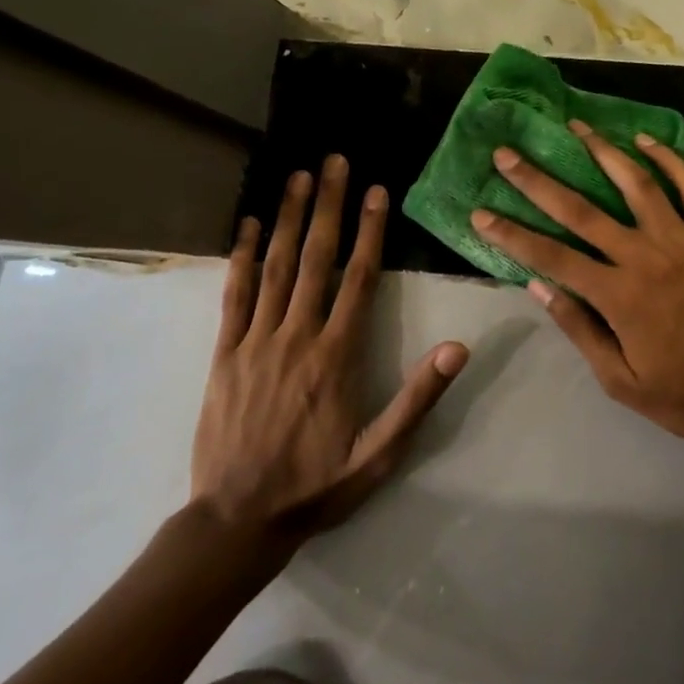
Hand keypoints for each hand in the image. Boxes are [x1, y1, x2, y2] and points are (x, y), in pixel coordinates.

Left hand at [190, 155, 468, 555]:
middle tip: (335, 161)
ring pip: (276, 267)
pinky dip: (242, 256)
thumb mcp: (380, 453)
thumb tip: (459, 347)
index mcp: (337, 356)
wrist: (236, 521)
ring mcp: (255, 342)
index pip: (359, 279)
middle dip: (329, 206)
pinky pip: (234, 296)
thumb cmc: (316, 485)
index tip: (376, 191)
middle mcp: (296, 336)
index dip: (370, 231)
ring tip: (299, 176)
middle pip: (317, 259)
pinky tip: (250, 225)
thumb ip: (418, 398)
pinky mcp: (224, 354)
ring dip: (290, 218)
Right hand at [471, 121, 683, 460]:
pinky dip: (668, 159)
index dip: (512, 234)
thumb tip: (539, 287)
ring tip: (576, 126)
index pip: (551, 256)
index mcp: (620, 295)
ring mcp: (683, 239)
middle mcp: (646, 255)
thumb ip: (582, 331)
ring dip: (602, 151)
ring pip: (636, 182)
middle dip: (539, 180)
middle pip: (583, 209)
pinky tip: (646, 141)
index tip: (481, 212)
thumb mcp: (625, 382)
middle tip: (507, 153)